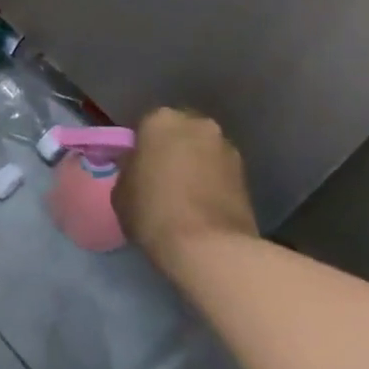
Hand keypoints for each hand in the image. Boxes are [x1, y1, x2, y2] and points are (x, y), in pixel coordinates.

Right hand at [114, 108, 260, 263]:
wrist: (209, 247)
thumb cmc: (154, 212)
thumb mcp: (121, 192)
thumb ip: (129, 170)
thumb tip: (139, 168)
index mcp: (161, 120)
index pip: (145, 126)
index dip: (141, 149)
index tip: (138, 170)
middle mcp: (198, 124)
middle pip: (180, 133)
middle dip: (172, 150)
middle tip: (162, 179)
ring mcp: (227, 148)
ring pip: (203, 151)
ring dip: (196, 166)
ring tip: (185, 198)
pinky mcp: (247, 174)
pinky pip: (220, 172)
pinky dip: (213, 183)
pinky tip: (203, 207)